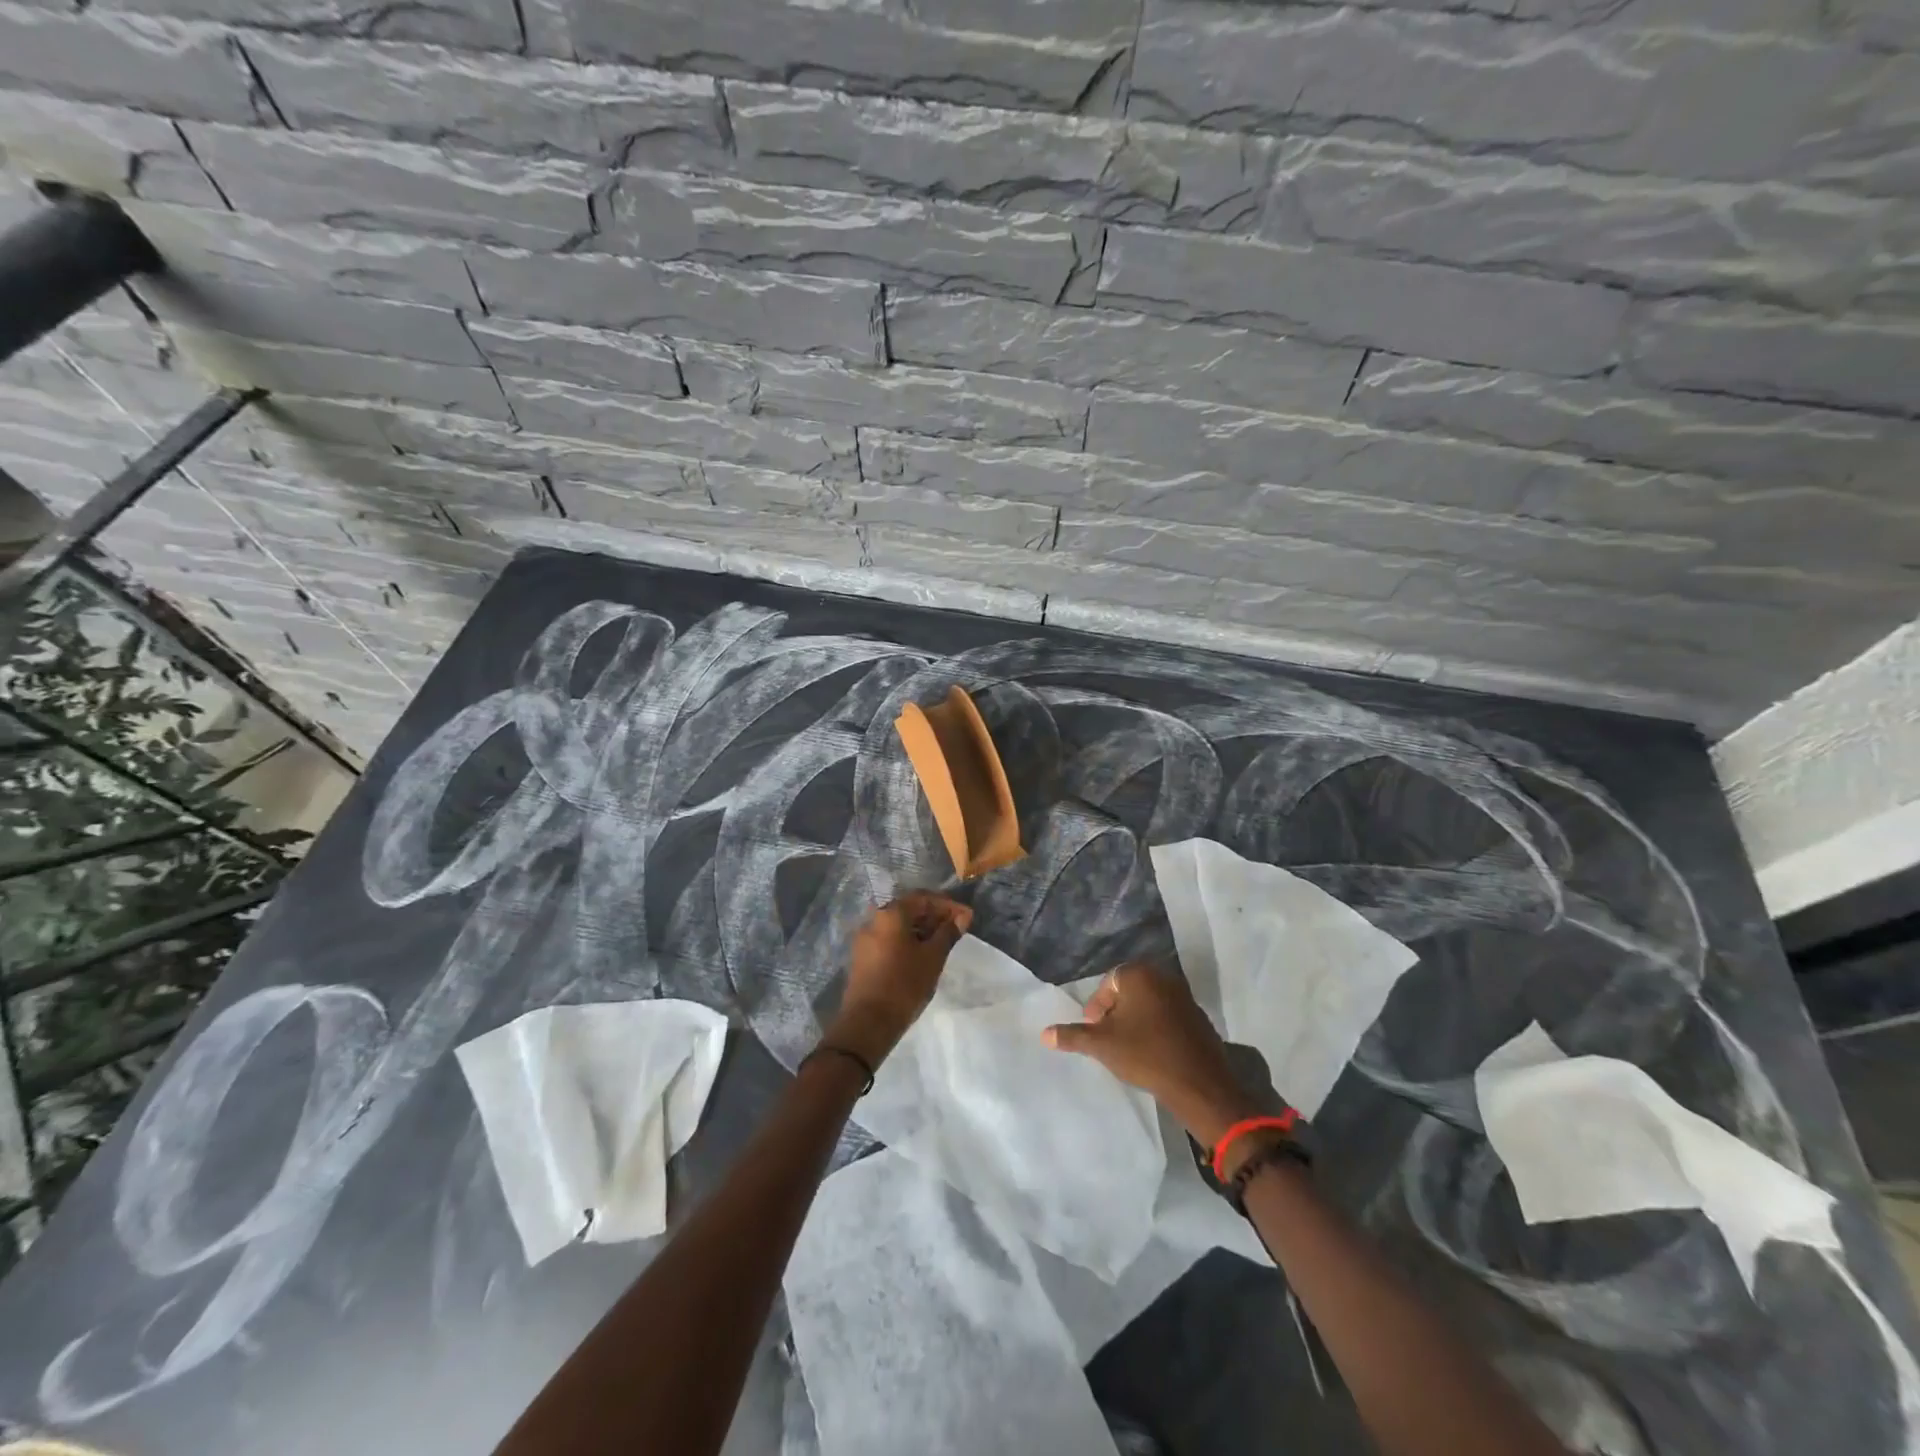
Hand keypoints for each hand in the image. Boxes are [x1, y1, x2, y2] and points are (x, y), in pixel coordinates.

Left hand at [825, 892, 972, 1065]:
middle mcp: (874, 919)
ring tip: (943, 942)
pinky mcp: (863, 956)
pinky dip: (908, 940)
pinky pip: (889, 939)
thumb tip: (962, 917)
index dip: (948, 905)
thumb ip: (948, 933)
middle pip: (909, 909)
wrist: (868, 1022)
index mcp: (891, 914)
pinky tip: (922, 954)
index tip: (967, 917)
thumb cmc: (905, 984)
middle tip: (957, 928)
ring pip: (898, 925)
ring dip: (922, 929)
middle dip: (935, 916)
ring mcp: (865, 938)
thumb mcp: (933, 957)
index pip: (924, 898)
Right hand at [1043, 963, 1260, 1144]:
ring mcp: (1185, 997)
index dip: (1097, 1007)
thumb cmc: (1145, 1055)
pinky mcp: (1199, 1018)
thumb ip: (1072, 1036)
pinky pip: (1169, 1017)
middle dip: (1116, 1013)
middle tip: (1108, 1038)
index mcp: (1139, 975)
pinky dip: (1157, 1029)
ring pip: (1150, 1004)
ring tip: (1128, 1047)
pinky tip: (1153, 1053)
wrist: (1198, 1084)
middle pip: (1130, 991)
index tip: (1094, 1030)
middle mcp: (1164, 978)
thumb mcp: (1102, 1045)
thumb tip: (1044, 1034)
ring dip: (1136, 1021)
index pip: (1109, 983)